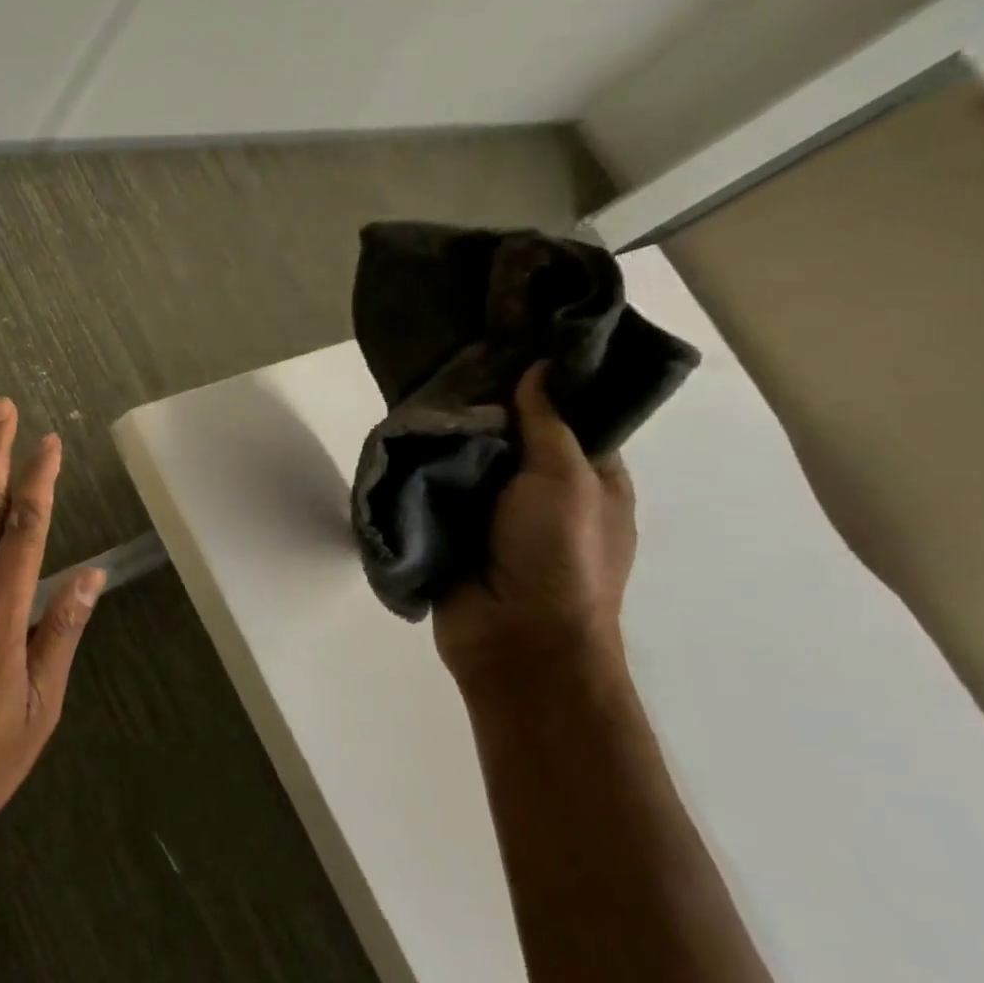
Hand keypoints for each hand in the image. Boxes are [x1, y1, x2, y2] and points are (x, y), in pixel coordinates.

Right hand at [434, 363, 635, 686]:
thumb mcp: (569, 480)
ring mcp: (490, 512)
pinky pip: (431, 488)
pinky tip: (396, 432)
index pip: (564, 415)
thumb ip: (548, 423)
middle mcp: (537, 489)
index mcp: (586, 476)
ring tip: (413, 386)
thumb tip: (539, 366)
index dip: (539, 381)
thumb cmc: (561, 556)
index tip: (505, 341)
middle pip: (507, 433)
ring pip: (464, 458)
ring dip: (443, 434)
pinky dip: (417, 466)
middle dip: (480, 404)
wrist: (516, 641)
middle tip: (446, 358)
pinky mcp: (447, 529)